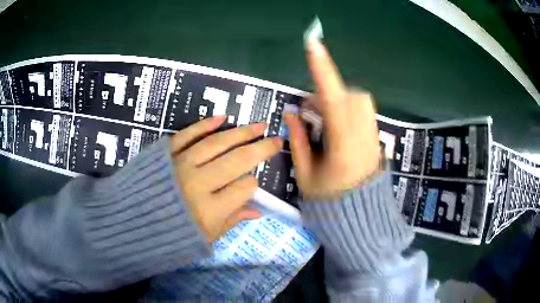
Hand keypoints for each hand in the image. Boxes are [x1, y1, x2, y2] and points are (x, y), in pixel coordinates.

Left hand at [169, 116, 282, 242]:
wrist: (130, 223)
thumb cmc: (169, 236)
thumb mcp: (204, 238)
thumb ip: (231, 221)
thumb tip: (257, 211)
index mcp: (209, 210)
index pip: (244, 187)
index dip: (253, 184)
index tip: (251, 184)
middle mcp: (197, 183)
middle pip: (237, 160)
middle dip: (261, 149)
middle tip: (276, 139)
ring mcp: (180, 164)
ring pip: (217, 143)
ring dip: (240, 132)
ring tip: (259, 125)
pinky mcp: (166, 152)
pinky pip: (187, 134)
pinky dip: (204, 125)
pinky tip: (222, 117)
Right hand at [285, 40, 380, 199]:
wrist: (360, 216)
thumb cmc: (329, 201)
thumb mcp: (306, 173)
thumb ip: (298, 140)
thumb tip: (291, 112)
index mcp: (342, 146)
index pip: (333, 100)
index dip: (322, 70)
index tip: (313, 45)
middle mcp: (363, 136)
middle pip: (350, 95)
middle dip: (329, 94)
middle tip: (312, 111)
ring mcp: (373, 136)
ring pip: (360, 100)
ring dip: (340, 101)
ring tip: (325, 120)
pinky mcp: (377, 138)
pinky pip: (364, 111)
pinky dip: (349, 109)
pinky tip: (339, 126)